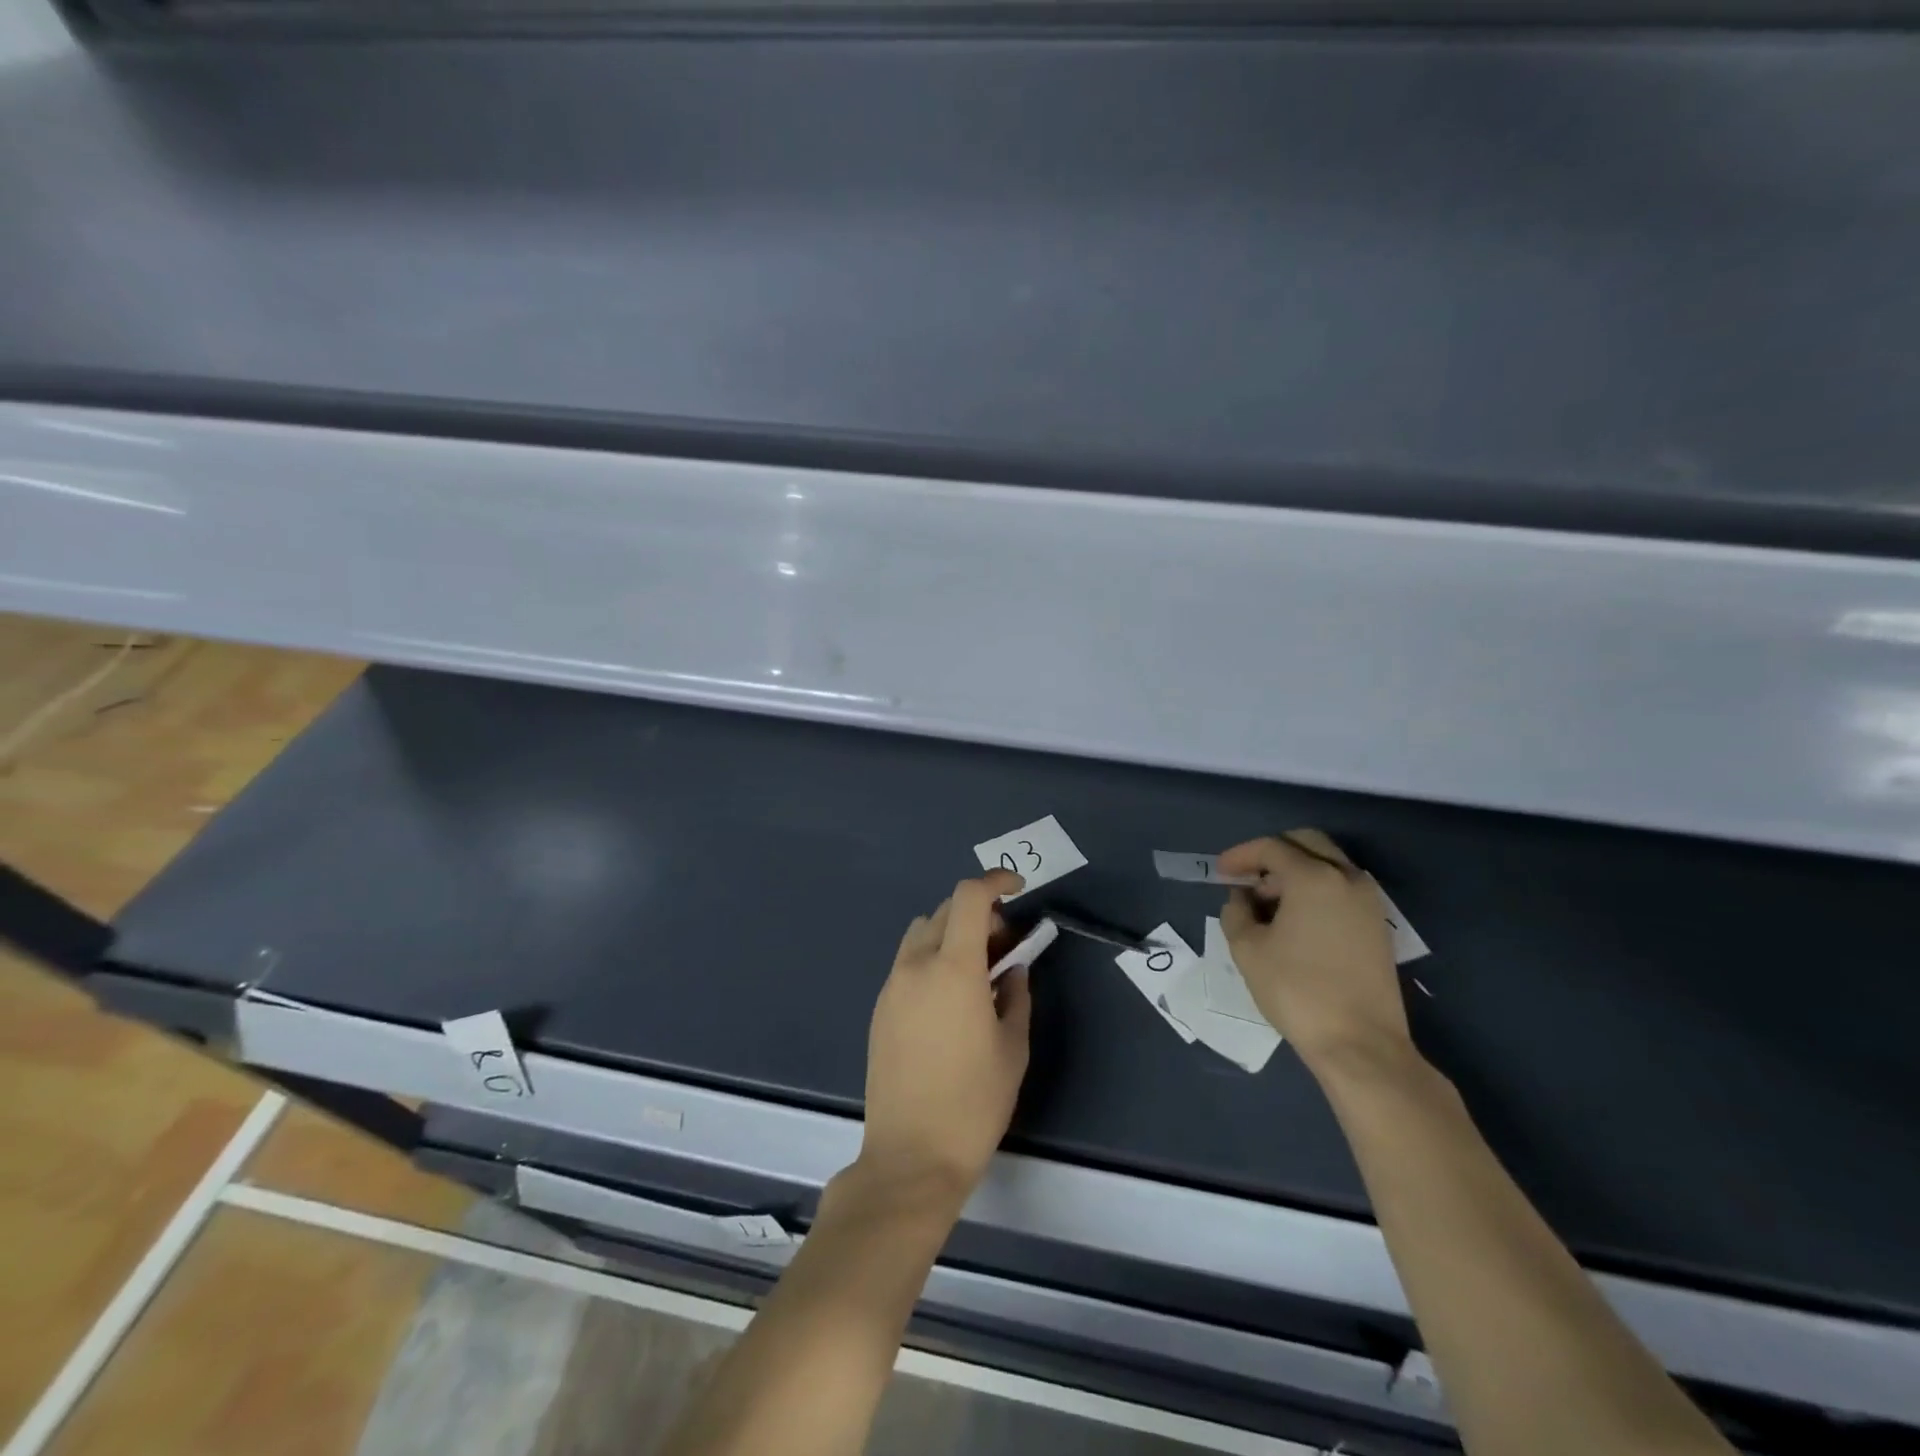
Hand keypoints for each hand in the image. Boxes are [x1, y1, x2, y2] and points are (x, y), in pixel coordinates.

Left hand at [858, 869, 1031, 1211]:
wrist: (911, 1155)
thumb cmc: (974, 1103)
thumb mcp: (1012, 1047)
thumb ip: (1016, 995)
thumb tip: (1011, 968)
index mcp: (953, 968)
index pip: (969, 897)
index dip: (995, 882)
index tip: (1018, 889)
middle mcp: (916, 966)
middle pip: (945, 911)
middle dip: (979, 914)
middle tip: (1005, 944)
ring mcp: (891, 986)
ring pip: (922, 933)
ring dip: (951, 933)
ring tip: (976, 971)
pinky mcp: (879, 1008)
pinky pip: (907, 962)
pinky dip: (932, 958)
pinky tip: (949, 998)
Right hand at [1218, 830, 1410, 1076]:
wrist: (1360, 1044)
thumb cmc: (1297, 990)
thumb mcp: (1248, 949)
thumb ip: (1236, 912)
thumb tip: (1242, 898)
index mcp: (1314, 878)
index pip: (1272, 848)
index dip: (1241, 855)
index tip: (1221, 872)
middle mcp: (1347, 878)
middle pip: (1306, 843)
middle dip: (1272, 854)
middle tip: (1248, 879)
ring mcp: (1368, 902)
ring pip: (1328, 864)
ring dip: (1295, 871)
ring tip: (1267, 903)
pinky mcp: (1377, 925)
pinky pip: (1341, 887)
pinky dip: (1315, 888)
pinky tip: (1294, 919)